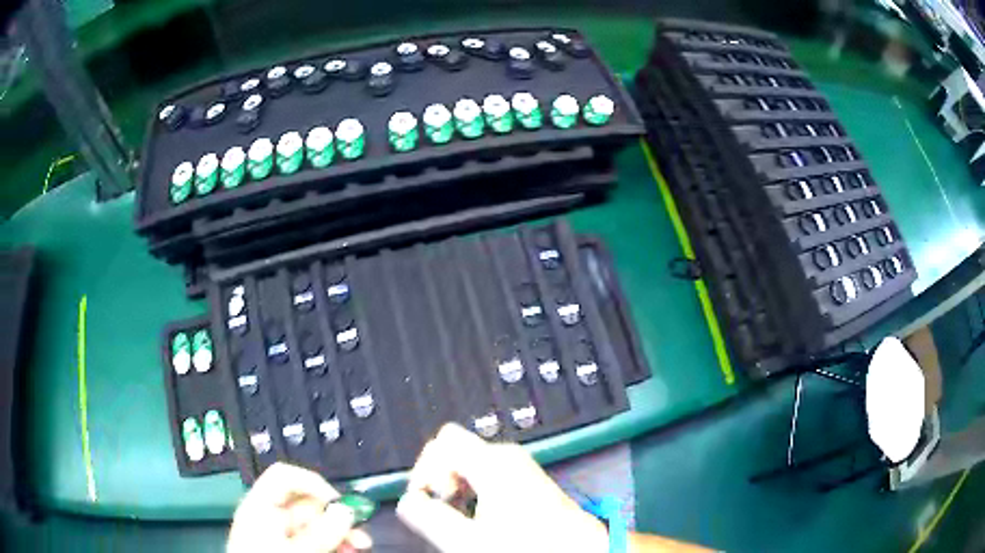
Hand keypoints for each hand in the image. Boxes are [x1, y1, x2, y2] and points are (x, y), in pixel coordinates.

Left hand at [228, 462, 371, 552]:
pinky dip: (333, 544)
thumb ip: (320, 532)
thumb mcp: (294, 549)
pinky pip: (315, 540)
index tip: (338, 502)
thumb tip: (346, 510)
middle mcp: (269, 517)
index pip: (285, 477)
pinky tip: (347, 551)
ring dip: (340, 533)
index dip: (313, 483)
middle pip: (307, 504)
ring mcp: (279, 535)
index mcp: (260, 506)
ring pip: (316, 525)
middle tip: (359, 533)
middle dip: (336, 517)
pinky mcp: (288, 549)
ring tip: (358, 547)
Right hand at [397, 423, 608, 552]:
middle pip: (455, 451)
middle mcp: (507, 457)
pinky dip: (476, 492)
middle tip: (445, 511)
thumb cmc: (528, 544)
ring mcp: (519, 467)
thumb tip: (408, 502)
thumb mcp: (468, 539)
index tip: (426, 498)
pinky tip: (483, 518)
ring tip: (464, 520)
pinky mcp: (527, 480)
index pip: (441, 441)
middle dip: (440, 479)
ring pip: (471, 465)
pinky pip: (489, 475)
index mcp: (491, 461)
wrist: (577, 549)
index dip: (424, 469)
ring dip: (458, 489)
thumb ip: (429, 517)